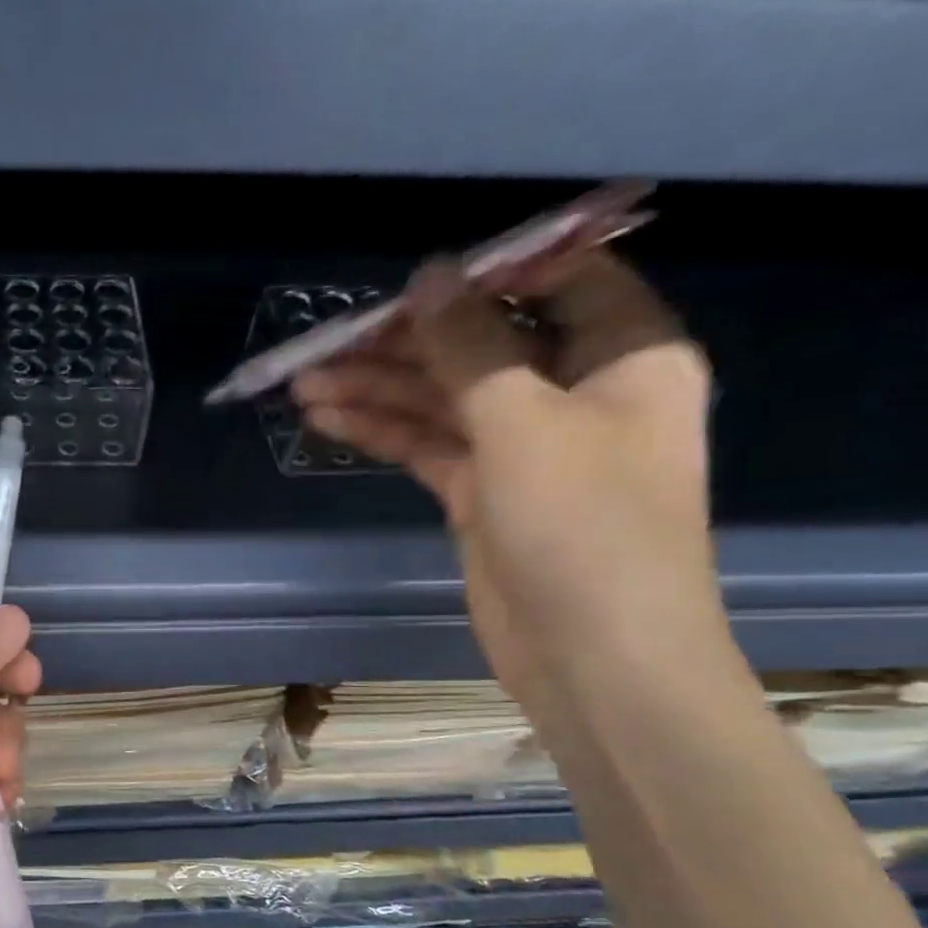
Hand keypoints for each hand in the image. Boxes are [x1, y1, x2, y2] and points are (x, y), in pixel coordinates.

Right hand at [291, 252, 721, 715]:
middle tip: (328, 341)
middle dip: (405, 342)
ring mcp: (524, 446)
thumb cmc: (585, 527)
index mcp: (624, 355)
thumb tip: (428, 278)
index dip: (487, 271)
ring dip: (378, 389)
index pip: (560, 280)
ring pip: (443, 399)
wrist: (593, 656)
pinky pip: (428, 445)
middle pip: (481, 344)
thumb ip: (470, 346)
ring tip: (304, 384)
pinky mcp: (483, 492)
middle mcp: (576, 391)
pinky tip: (328, 419)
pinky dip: (382, 431)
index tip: (413, 277)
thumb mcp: (524, 423)